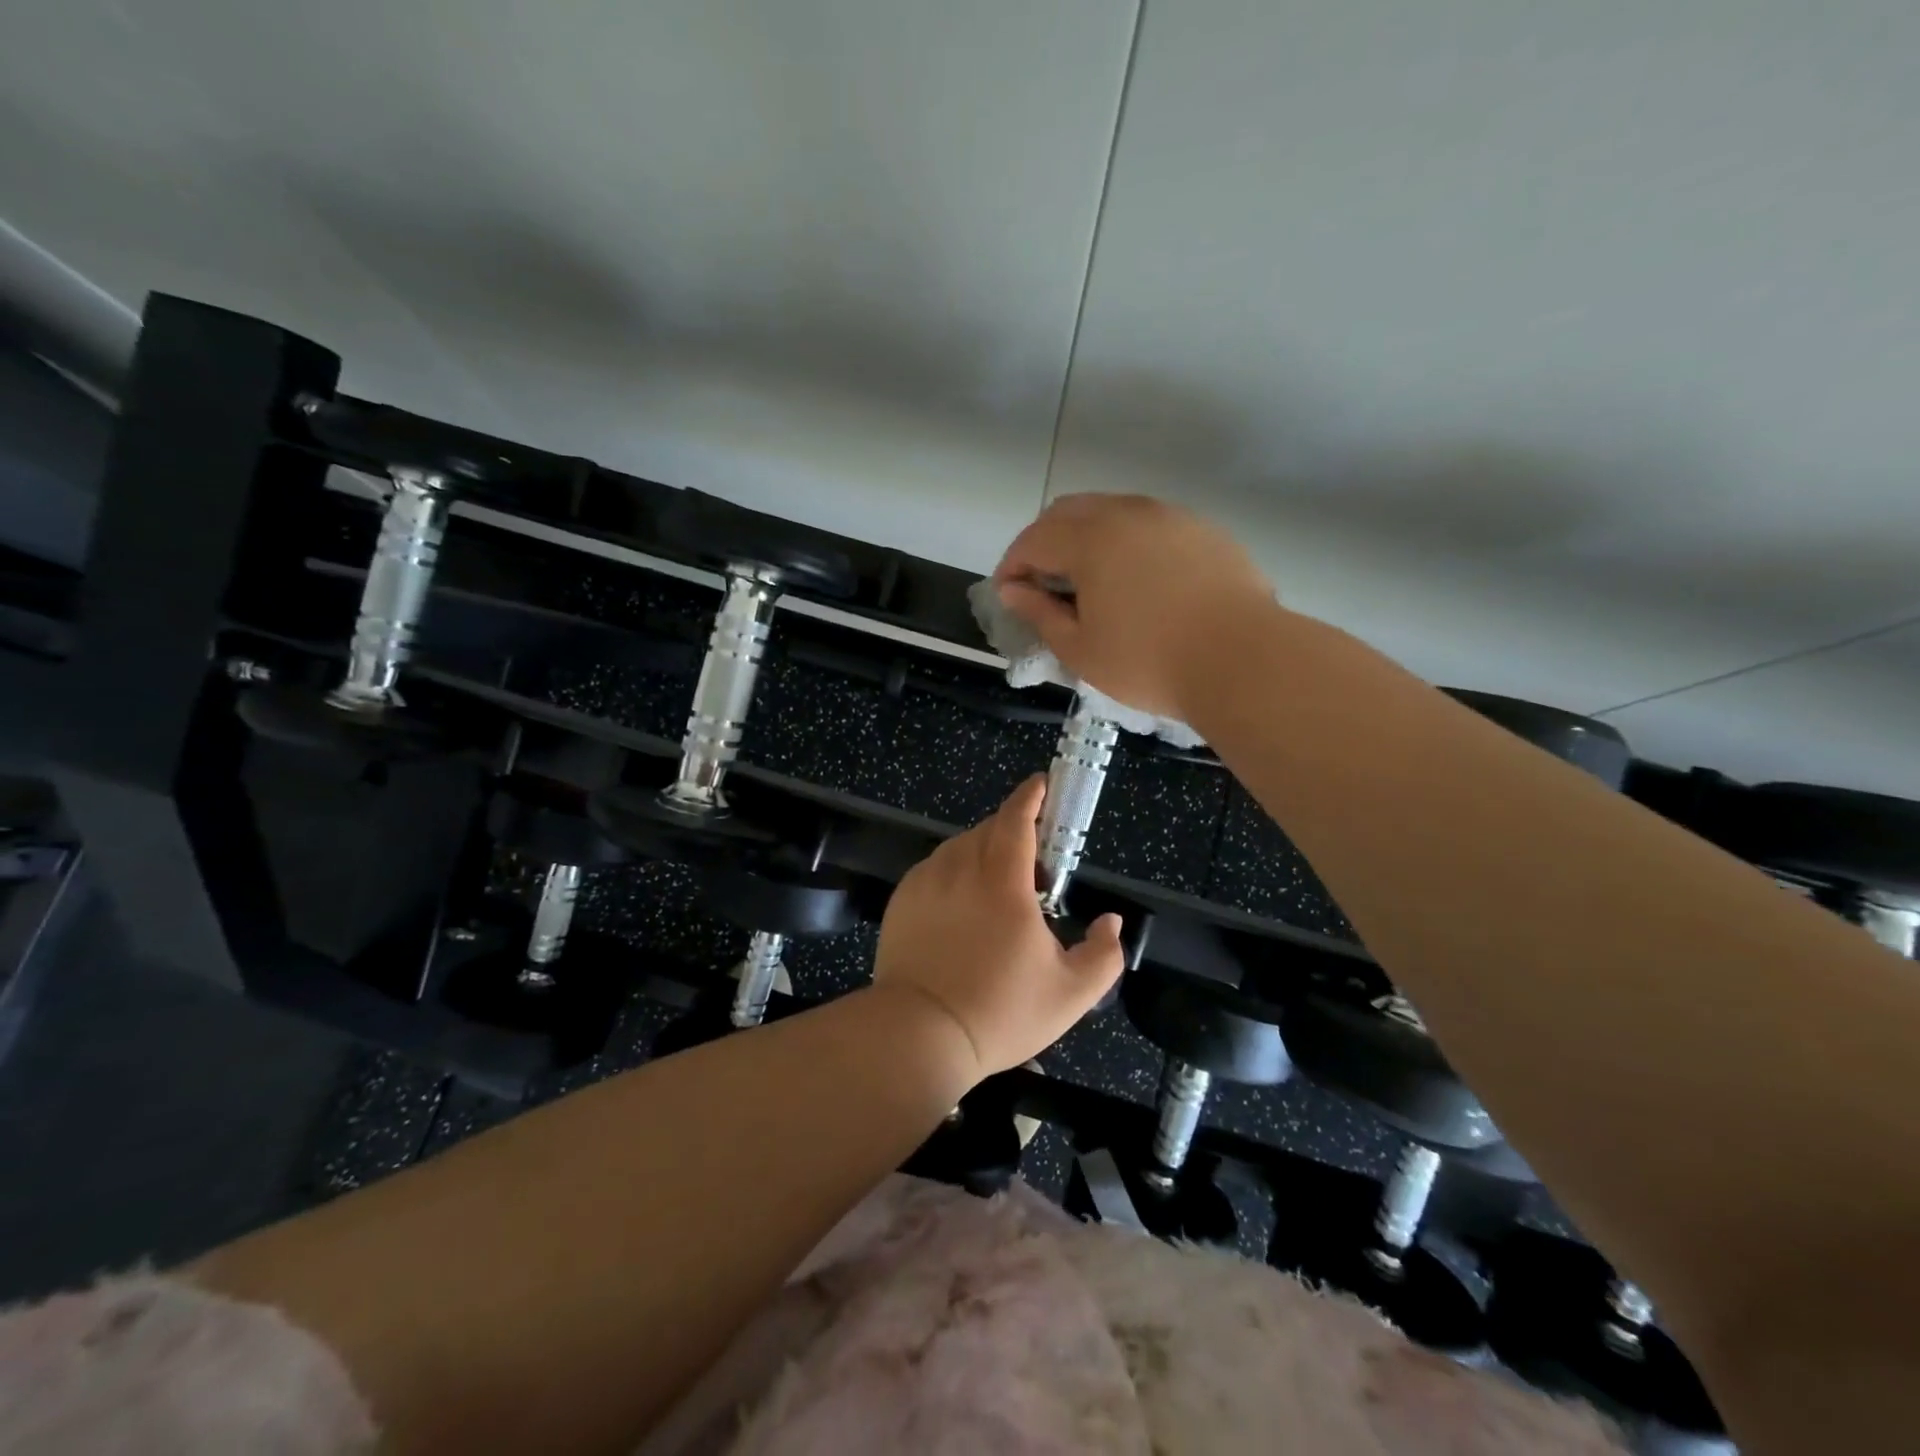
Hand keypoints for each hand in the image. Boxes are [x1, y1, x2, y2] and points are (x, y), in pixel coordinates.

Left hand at [874, 776, 1124, 1081]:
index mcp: (1003, 881)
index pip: (1017, 819)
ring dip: (984, 853)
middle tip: (1033, 870)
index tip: (1042, 785)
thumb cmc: (1000, 1012)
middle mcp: (961, 868)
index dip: (1031, 796)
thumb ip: (1104, 954)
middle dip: (1014, 833)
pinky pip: (935, 869)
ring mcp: (926, 882)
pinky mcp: (902, 899)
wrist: (918, 1035)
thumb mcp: (1071, 994)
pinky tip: (961, 909)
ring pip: (960, 847)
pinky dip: (955, 873)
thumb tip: (1111, 922)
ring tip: (997, 892)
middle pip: (989, 829)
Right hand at [992, 493, 1275, 720]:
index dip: (1012, 566)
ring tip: (1088, 582)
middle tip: (1041, 583)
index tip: (1007, 594)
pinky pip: (1149, 524)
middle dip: (1044, 542)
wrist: (1243, 660)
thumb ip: (1040, 613)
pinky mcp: (1203, 530)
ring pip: (1111, 511)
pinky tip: (1136, 580)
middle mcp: (1128, 513)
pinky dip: (1126, 542)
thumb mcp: (1081, 649)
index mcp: (1091, 540)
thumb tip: (1012, 591)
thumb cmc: (1149, 662)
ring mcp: (1171, 517)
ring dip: (1086, 538)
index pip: (1033, 540)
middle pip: (1068, 512)